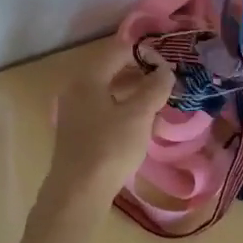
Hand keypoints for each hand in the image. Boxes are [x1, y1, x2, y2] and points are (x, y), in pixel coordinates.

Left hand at [48, 41, 175, 199]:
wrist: (78, 192)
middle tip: (166, 83)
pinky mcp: (77, 132)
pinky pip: (103, 110)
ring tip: (158, 104)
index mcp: (88, 78)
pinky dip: (122, 109)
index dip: (144, 53)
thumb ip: (154, 88)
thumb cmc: (109, 148)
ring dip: (133, 93)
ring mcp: (74, 112)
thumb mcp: (138, 115)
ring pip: (108, 92)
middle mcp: (76, 89)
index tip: (168, 64)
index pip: (118, 51)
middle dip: (140, 73)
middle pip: (111, 70)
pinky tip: (139, 125)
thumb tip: (165, 70)